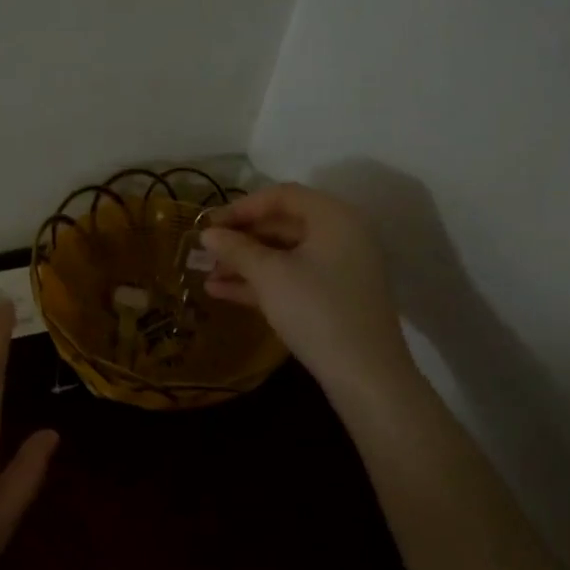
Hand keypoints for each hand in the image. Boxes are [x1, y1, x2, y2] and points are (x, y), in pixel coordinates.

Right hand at [200, 183, 415, 393]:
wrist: (364, 374)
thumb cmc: (316, 310)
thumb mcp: (269, 275)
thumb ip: (236, 249)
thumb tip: (207, 233)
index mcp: (333, 217)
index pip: (281, 196)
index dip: (241, 207)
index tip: (209, 225)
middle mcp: (341, 235)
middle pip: (282, 225)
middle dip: (240, 239)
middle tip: (205, 252)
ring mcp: (338, 268)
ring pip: (283, 255)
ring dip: (244, 263)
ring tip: (206, 276)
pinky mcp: (333, 297)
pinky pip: (291, 278)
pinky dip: (260, 282)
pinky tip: (222, 292)